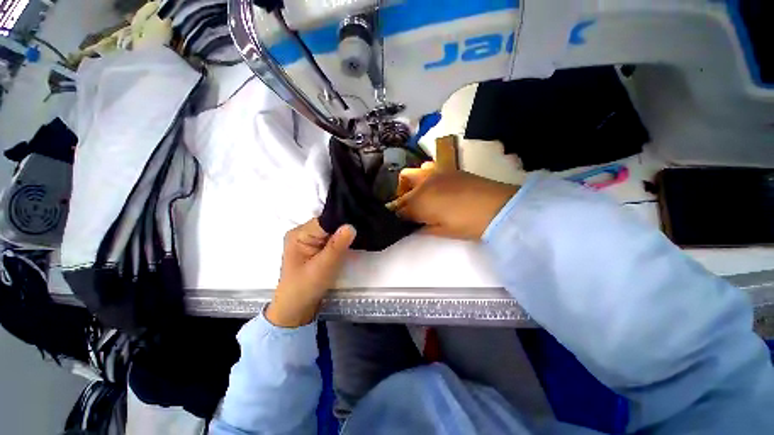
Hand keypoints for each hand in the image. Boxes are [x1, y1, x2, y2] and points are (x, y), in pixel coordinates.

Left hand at [266, 219, 355, 327]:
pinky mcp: (315, 247)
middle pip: (329, 224)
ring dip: (344, 234)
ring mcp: (309, 240)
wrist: (295, 309)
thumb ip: (337, 245)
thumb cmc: (305, 288)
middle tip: (363, 229)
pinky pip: (331, 238)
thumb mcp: (323, 267)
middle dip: (344, 227)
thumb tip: (351, 225)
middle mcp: (303, 233)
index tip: (360, 222)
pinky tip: (351, 242)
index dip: (342, 221)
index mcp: (299, 234)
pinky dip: (341, 241)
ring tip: (360, 234)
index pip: (325, 220)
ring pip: (331, 231)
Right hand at [389, 162, 517, 239]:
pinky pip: (429, 167)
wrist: (498, 208)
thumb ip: (422, 227)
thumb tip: (413, 225)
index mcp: (420, 201)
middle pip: (404, 181)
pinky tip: (435, 188)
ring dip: (411, 183)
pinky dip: (425, 177)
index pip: (401, 207)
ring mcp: (436, 173)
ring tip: (421, 196)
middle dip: (401, 194)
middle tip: (409, 207)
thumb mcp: (441, 231)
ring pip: (414, 172)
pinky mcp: (449, 169)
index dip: (399, 215)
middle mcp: (424, 182)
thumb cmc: (466, 224)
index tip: (401, 221)